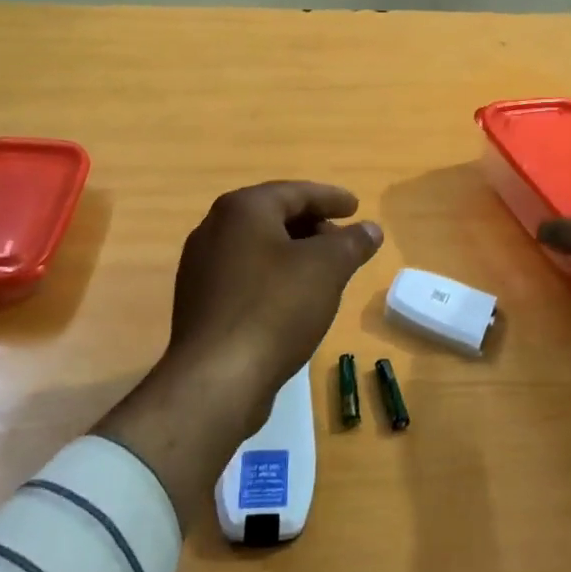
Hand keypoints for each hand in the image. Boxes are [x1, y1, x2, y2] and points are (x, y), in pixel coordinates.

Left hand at [95, 181, 381, 528]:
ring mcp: (201, 267)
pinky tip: (294, 299)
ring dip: (293, 252)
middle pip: (273, 216)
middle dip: (311, 225)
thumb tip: (370, 229)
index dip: (330, 198)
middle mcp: (215, 229)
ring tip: (324, 270)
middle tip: (342, 239)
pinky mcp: (200, 302)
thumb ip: (352, 242)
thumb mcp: (327, 268)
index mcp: (243, 209)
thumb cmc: (276, 308)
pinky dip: (273, 276)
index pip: (295, 192)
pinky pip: (245, 275)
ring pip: (258, 247)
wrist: (217, 378)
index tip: (356, 206)